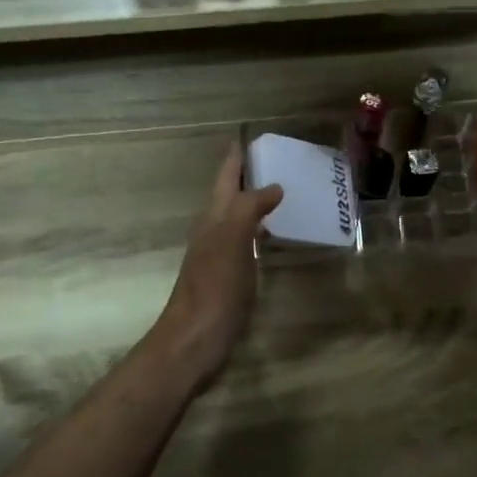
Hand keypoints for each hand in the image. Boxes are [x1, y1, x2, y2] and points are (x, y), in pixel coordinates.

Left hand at [152, 145, 282, 390]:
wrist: (193, 342)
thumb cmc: (213, 290)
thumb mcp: (230, 242)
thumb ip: (248, 209)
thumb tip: (272, 184)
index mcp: (213, 219)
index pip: (224, 178)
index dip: (235, 157)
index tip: (249, 135)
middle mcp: (214, 232)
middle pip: (229, 195)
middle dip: (247, 175)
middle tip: (277, 159)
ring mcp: (220, 256)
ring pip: (237, 218)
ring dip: (254, 202)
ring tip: (283, 191)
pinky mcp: (229, 279)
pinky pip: (246, 243)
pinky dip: (260, 231)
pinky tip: (273, 238)